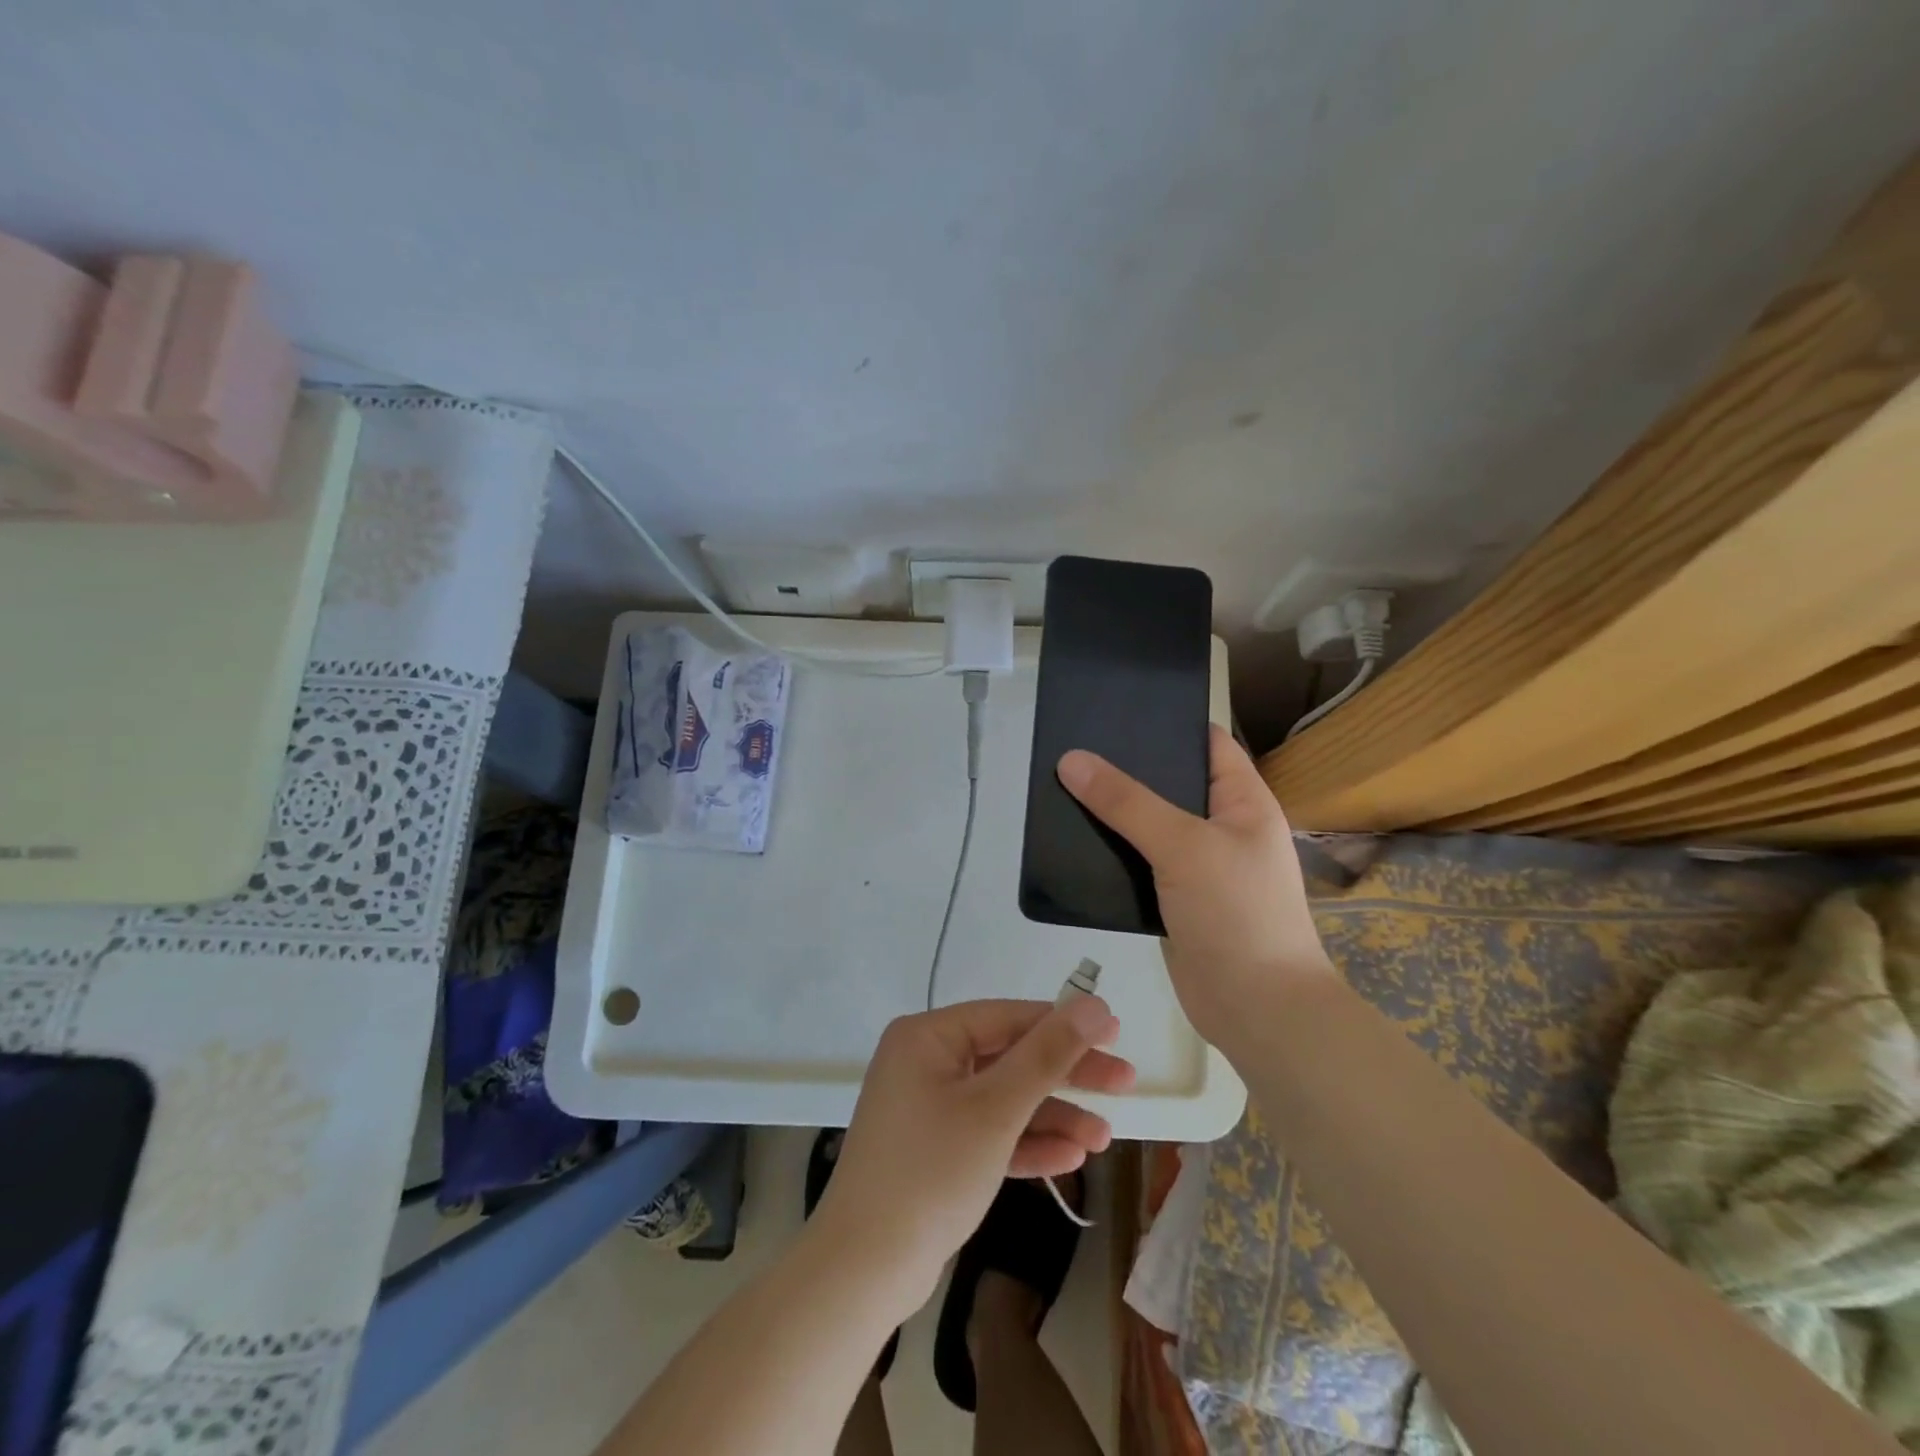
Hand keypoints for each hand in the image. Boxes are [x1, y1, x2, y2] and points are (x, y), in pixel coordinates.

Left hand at [812, 997, 1133, 1313]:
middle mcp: (925, 1062)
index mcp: (928, 1037)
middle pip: (1009, 1057)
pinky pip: (988, 1133)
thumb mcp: (997, 1109)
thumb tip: (1093, 1004)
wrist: (864, 1271)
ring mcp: (928, 1107)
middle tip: (1124, 1083)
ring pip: (1003, 1099)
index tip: (1116, 1034)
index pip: (1008, 1017)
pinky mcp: (935, 1149)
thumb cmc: (931, 1172)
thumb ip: (1047, 1054)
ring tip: (1103, 1138)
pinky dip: (1025, 1143)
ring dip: (1052, 1116)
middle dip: (1066, 1075)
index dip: (1064, 1024)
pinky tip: (1070, 1157)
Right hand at [1056, 724, 1332, 1052]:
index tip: (1117, 710)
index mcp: (1244, 802)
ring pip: (1150, 826)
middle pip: (1172, 784)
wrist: (1257, 1010)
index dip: (1169, 724)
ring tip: (1064, 787)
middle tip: (1074, 749)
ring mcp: (1199, 867)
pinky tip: (1074, 841)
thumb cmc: (1237, 913)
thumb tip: (1072, 759)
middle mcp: (1223, 828)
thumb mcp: (1183, 846)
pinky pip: (1140, 864)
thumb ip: (1127, 802)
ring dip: (1115, 813)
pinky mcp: (1175, 900)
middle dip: (1128, 769)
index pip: (1208, 744)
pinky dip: (1112, 852)